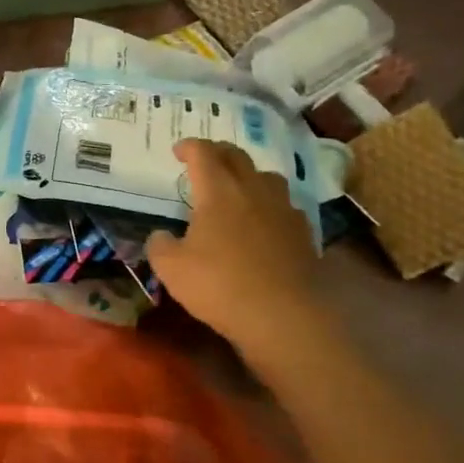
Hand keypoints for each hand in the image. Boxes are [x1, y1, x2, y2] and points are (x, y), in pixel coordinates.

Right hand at [148, 139, 321, 356]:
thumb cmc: (220, 285)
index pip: (203, 154)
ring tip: (237, 187)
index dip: (189, 147)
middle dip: (218, 152)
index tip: (178, 150)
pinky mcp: (302, 232)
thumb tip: (162, 236)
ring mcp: (283, 210)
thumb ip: (160, 245)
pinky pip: (283, 205)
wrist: (283, 315)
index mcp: (219, 192)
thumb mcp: (171, 269)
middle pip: (237, 157)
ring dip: (248, 175)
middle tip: (205, 159)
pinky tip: (262, 222)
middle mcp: (253, 190)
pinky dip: (268, 204)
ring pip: (266, 177)